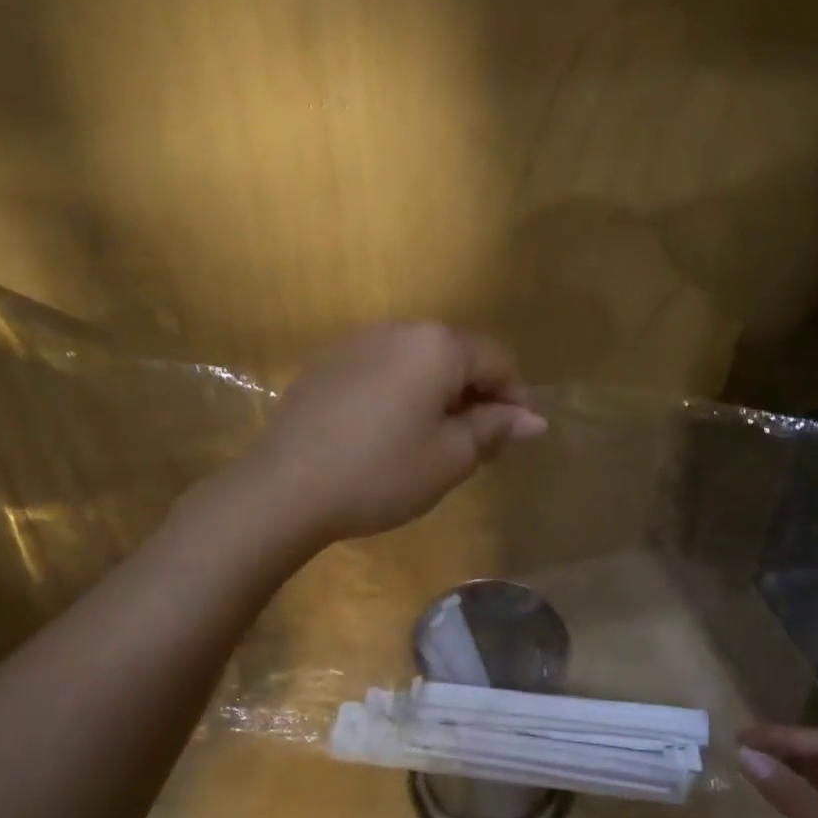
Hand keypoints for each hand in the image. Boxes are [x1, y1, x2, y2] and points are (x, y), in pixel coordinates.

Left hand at [248, 323, 545, 543]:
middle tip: (479, 446)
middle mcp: (398, 331)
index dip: (516, 397)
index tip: (517, 437)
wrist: (285, 487)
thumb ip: (494, 429)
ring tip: (435, 442)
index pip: (497, 359)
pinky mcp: (326, 366)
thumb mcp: (450, 457)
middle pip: (456, 356)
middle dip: (477, 396)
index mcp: (436, 345)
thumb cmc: (381, 472)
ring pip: (417, 364)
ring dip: (438, 396)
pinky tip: (389, 435)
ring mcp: (356, 344)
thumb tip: (532, 419)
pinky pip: (382, 372)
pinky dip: (401, 396)